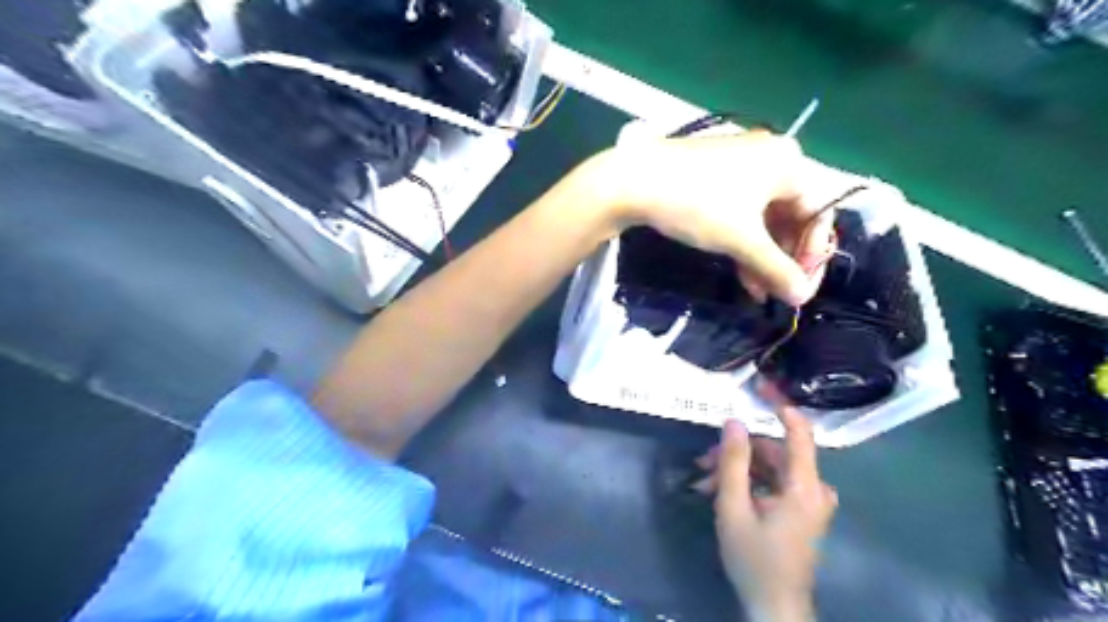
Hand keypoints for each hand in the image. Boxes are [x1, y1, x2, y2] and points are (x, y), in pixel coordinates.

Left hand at [606, 131, 839, 304]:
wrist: (633, 181)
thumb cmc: (697, 204)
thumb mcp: (740, 240)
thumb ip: (775, 269)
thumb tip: (801, 298)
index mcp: (789, 163)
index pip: (818, 214)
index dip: (812, 255)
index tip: (800, 289)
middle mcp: (771, 158)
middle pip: (791, 217)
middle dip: (782, 260)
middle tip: (776, 293)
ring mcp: (741, 165)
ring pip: (764, 218)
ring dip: (761, 257)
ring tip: (755, 291)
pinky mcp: (716, 176)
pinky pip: (742, 211)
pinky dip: (743, 241)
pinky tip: (741, 272)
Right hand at [699, 410, 839, 619]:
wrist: (774, 607)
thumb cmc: (754, 559)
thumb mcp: (733, 508)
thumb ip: (733, 462)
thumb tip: (732, 421)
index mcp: (804, 487)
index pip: (799, 433)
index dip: (781, 406)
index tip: (759, 386)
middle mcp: (814, 489)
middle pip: (775, 453)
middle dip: (738, 452)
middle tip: (703, 460)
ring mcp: (810, 501)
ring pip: (771, 469)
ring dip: (738, 470)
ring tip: (705, 481)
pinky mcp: (802, 511)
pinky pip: (774, 484)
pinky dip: (748, 484)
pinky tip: (719, 492)